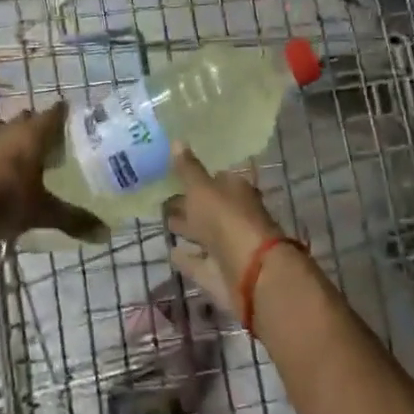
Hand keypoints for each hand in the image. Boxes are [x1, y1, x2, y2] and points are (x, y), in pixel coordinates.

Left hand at [0, 105, 106, 243]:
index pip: (53, 114)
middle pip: (26, 118)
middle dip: (36, 126)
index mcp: (32, 135)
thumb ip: (74, 219)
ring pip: (2, 128)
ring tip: (20, 155)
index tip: (70, 116)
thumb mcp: (44, 213)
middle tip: (48, 143)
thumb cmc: (7, 202)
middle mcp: (8, 129)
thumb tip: (105, 233)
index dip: (62, 113)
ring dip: (11, 136)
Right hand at [163, 147, 281, 317]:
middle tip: (161, 199)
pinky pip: (200, 262)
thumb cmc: (227, 220)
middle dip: (188, 204)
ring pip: (204, 235)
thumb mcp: (202, 189)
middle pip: (209, 208)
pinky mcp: (221, 274)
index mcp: (236, 191)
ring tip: (163, 223)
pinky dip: (187, 258)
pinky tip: (170, 253)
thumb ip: (188, 169)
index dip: (196, 177)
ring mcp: (229, 247)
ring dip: (187, 230)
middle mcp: (235, 216)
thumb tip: (176, 140)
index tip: (173, 175)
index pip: (216, 179)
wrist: (252, 274)